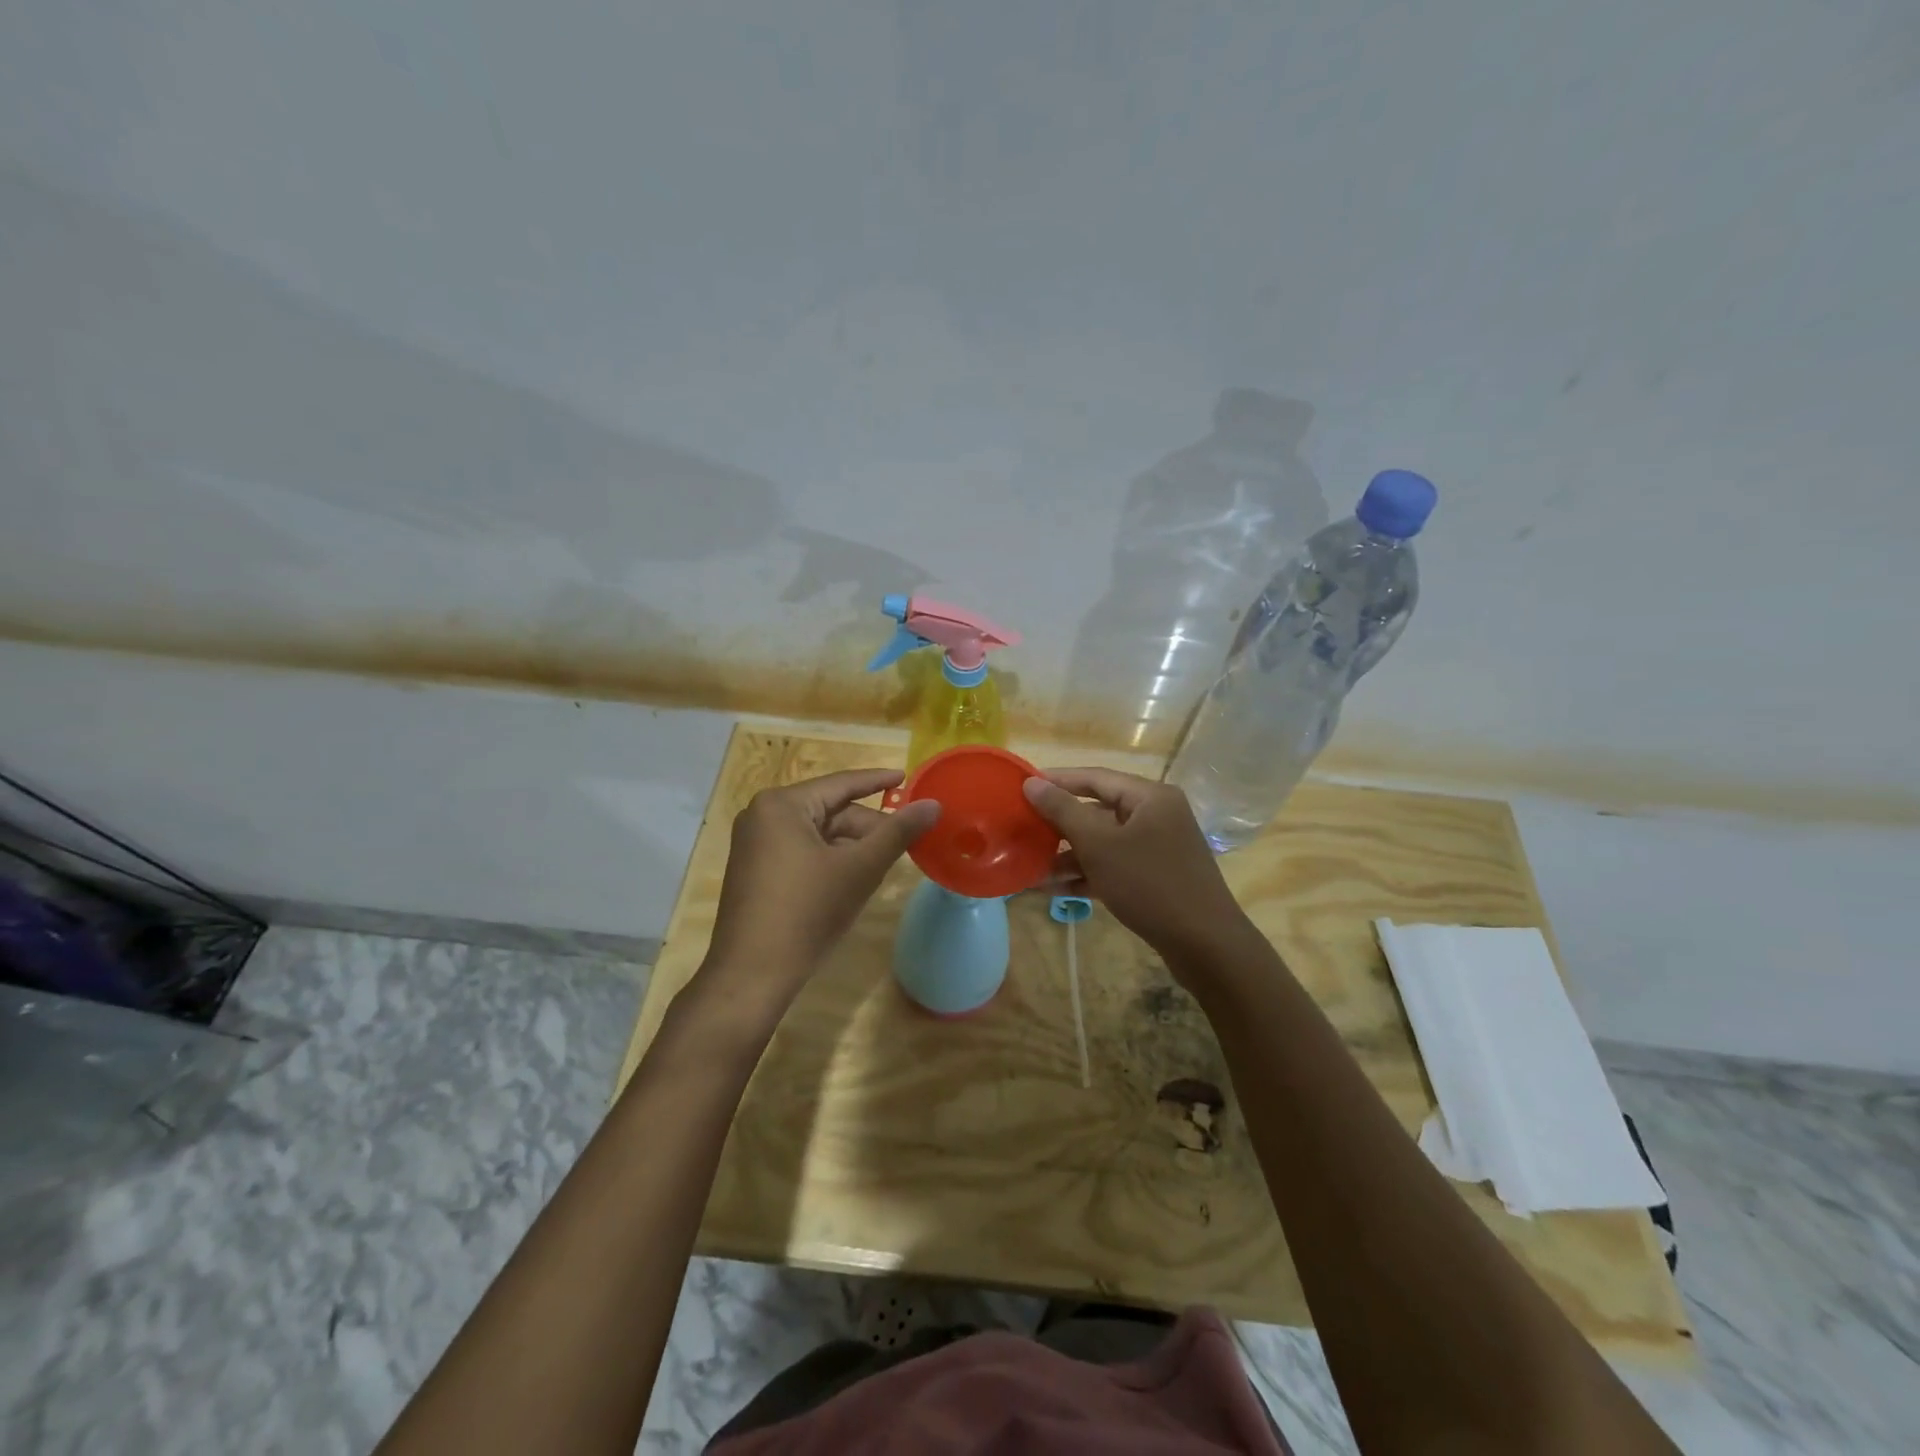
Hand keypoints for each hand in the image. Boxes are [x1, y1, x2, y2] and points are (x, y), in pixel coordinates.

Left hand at [702, 768, 938, 1013]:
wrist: (752, 974)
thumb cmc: (807, 912)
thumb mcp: (860, 869)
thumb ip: (897, 832)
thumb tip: (932, 804)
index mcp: (782, 805)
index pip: (841, 784)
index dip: (877, 781)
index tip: (906, 777)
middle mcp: (762, 815)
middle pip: (829, 811)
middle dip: (868, 826)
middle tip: (905, 839)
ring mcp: (754, 844)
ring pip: (817, 834)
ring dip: (851, 846)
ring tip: (885, 862)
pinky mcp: (755, 870)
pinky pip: (801, 851)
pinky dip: (830, 859)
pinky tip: (854, 878)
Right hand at [1023, 768, 1249, 966]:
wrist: (1205, 945)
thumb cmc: (1150, 884)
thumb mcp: (1100, 845)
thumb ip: (1063, 811)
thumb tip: (1032, 783)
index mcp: (1150, 797)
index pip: (1094, 777)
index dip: (1056, 780)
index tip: (1022, 786)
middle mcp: (1156, 815)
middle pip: (1098, 810)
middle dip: (1059, 824)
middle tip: (1022, 827)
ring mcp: (1157, 848)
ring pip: (1103, 842)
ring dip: (1067, 855)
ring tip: (1028, 866)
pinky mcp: (1155, 877)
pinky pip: (1113, 866)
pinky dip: (1086, 874)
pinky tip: (1051, 889)